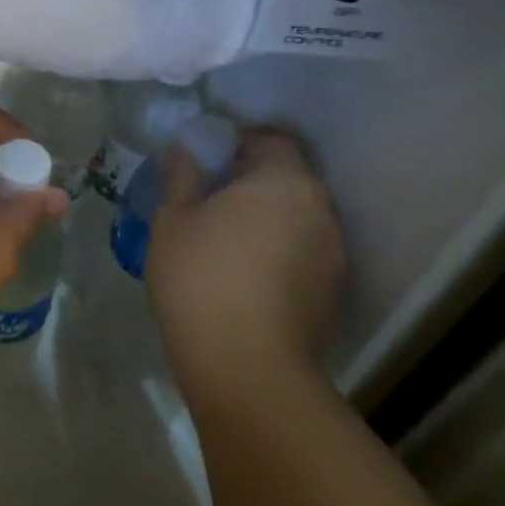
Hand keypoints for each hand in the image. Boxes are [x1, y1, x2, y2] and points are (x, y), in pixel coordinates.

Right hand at [145, 129, 343, 403]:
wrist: (245, 365)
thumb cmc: (200, 279)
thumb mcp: (172, 221)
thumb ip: (181, 177)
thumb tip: (183, 149)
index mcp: (283, 181)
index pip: (270, 140)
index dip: (237, 143)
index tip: (206, 162)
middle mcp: (319, 208)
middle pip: (287, 178)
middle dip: (251, 182)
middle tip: (208, 201)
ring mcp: (332, 251)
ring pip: (296, 217)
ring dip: (266, 218)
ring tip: (225, 242)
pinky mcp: (331, 289)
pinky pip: (301, 251)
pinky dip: (277, 251)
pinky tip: (245, 276)